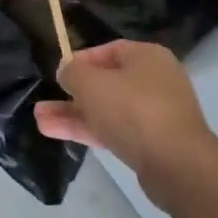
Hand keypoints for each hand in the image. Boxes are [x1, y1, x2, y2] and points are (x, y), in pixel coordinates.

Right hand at [35, 39, 216, 183]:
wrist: (177, 166)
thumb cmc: (133, 110)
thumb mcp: (91, 83)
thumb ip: (72, 72)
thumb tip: (68, 72)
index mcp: (148, 57)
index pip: (108, 51)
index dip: (80, 60)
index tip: (59, 74)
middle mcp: (155, 81)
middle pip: (106, 83)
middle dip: (72, 94)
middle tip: (44, 101)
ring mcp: (156, 114)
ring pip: (107, 110)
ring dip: (74, 114)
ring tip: (40, 120)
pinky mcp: (153, 144)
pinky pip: (115, 131)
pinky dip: (89, 131)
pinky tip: (57, 133)